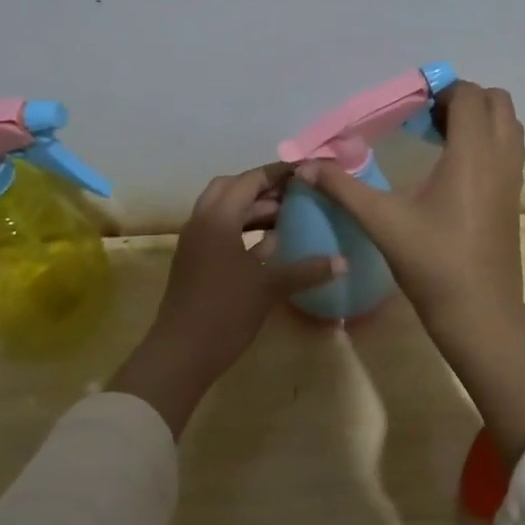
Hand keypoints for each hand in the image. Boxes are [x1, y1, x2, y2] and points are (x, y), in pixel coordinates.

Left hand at [109, 163, 342, 435]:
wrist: (181, 353)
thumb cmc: (225, 311)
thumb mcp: (269, 288)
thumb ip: (306, 270)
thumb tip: (343, 261)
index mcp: (217, 218)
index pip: (249, 180)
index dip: (277, 173)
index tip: (305, 171)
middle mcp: (201, 221)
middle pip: (231, 188)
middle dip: (261, 187)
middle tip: (294, 193)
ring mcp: (195, 242)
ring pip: (224, 210)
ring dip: (252, 208)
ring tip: (287, 216)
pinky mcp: (195, 261)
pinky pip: (220, 230)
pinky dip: (243, 229)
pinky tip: (270, 245)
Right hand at [297, 81, 524, 341]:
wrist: (479, 311)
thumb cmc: (432, 262)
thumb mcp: (381, 221)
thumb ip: (343, 187)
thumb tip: (305, 166)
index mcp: (472, 154)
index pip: (468, 96)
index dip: (440, 90)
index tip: (409, 105)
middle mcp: (500, 157)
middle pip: (496, 101)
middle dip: (462, 99)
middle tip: (424, 118)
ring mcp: (512, 178)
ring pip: (508, 124)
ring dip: (478, 118)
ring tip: (438, 137)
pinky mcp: (513, 197)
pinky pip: (508, 149)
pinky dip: (486, 141)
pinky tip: (451, 167)